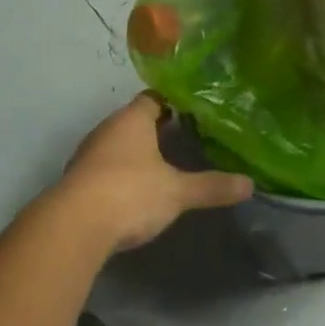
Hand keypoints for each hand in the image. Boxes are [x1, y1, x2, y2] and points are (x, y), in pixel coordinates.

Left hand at [55, 94, 252, 254]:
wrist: (74, 226)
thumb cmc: (131, 193)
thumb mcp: (178, 192)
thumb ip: (212, 186)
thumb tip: (250, 184)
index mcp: (132, 120)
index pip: (153, 98)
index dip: (174, 103)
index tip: (195, 113)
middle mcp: (107, 129)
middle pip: (135, 120)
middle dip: (158, 129)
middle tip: (187, 138)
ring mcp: (89, 154)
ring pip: (118, 144)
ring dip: (138, 152)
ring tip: (165, 164)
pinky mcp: (78, 180)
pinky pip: (106, 167)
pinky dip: (122, 173)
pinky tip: (137, 189)